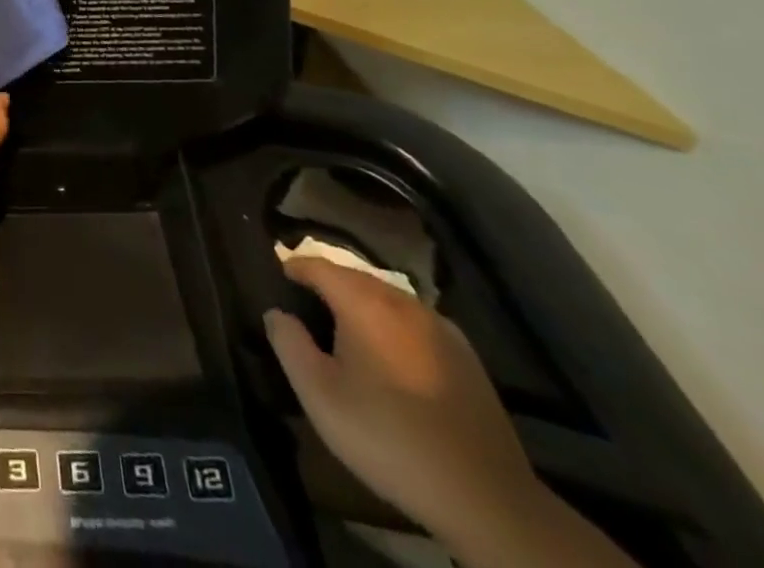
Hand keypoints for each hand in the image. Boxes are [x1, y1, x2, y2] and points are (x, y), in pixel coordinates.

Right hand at [265, 256, 544, 551]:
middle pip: (353, 277)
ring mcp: (439, 326)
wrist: (487, 497)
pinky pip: (415, 323)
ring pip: (387, 298)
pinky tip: (392, 357)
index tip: (277, 278)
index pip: (317, 265)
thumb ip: (289, 344)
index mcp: (363, 301)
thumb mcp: (320, 396)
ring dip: (361, 305)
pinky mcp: (466, 356)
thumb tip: (277, 313)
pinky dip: (394, 326)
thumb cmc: (389, 438)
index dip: (293, 268)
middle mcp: (401, 300)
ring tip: (346, 330)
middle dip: (327, 284)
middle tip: (306, 306)